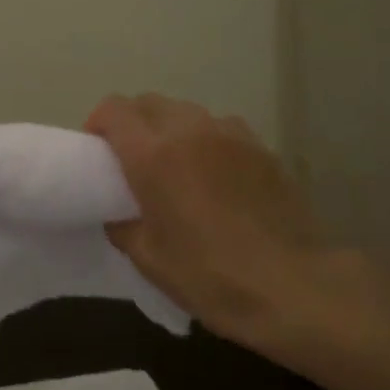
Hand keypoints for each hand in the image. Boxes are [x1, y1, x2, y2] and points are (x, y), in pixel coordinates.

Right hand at [87, 93, 326, 351]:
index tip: (97, 150)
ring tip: (175, 164)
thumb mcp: (149, 259)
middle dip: (132, 122)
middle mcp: (190, 131)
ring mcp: (231, 135)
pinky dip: (206, 140)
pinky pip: (222, 129)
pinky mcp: (262, 149)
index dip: (98, 123)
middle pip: (150, 102)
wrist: (293, 286)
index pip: (114, 110)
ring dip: (170, 128)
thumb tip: (119, 214)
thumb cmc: (210, 276)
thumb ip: (123, 226)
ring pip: (187, 112)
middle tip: (130, 158)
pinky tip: (214, 175)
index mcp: (153, 155)